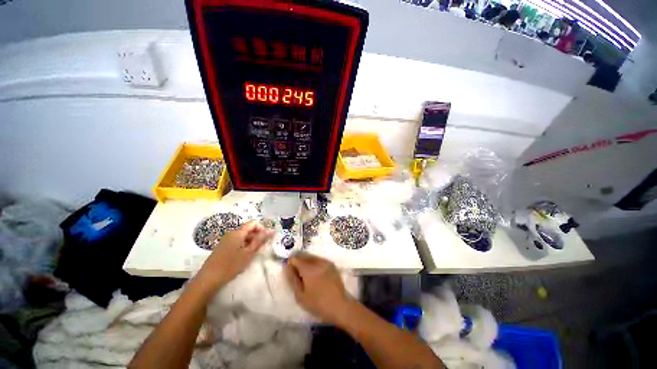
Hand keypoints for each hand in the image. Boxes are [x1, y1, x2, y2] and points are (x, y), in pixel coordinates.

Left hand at [196, 221, 273, 292]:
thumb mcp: (249, 253)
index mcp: (238, 233)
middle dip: (257, 236)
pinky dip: (243, 246)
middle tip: (262, 247)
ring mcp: (226, 240)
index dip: (262, 228)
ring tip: (254, 253)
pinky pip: (236, 242)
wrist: (208, 279)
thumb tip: (271, 231)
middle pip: (248, 229)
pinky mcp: (222, 247)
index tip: (266, 238)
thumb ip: (260, 240)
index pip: (253, 223)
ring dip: (250, 242)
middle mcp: (231, 233)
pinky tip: (244, 256)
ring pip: (242, 236)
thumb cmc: (231, 265)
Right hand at [284, 253, 352, 324]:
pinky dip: (315, 264)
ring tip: (306, 275)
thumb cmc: (317, 303)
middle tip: (297, 274)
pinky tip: (315, 275)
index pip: (295, 259)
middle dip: (298, 262)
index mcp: (308, 268)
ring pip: (312, 257)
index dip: (290, 263)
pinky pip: (319, 260)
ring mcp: (326, 262)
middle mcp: (317, 261)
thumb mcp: (300, 295)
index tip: (289, 271)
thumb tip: (286, 266)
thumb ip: (292, 279)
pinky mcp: (331, 264)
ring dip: (307, 262)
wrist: (339, 306)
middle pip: (304, 256)